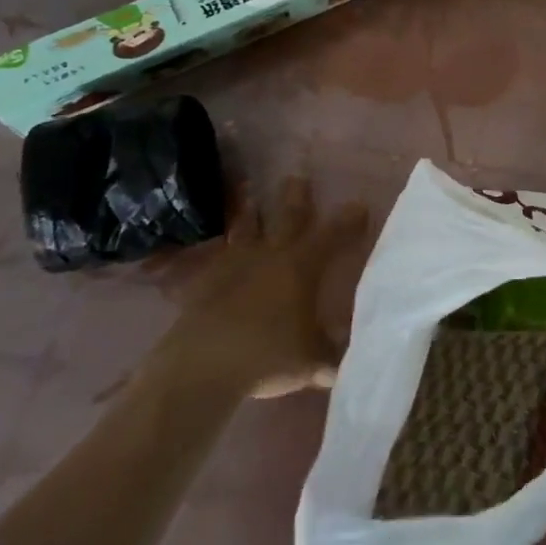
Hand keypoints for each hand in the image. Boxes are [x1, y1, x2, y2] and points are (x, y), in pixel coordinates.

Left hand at [151, 176, 369, 398]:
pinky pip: (200, 265)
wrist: (204, 367)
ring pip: (243, 229)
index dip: (349, 220)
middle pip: (286, 218)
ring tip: (245, 190)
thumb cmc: (269, 356)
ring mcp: (232, 267)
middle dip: (296, 197)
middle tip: (297, 177)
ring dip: (246, 210)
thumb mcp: (313, 362)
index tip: (360, 206)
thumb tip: (354, 363)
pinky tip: (185, 257)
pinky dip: (198, 258)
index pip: (333, 235)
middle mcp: (270, 257)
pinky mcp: (200, 285)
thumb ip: (334, 358)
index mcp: (302, 267)